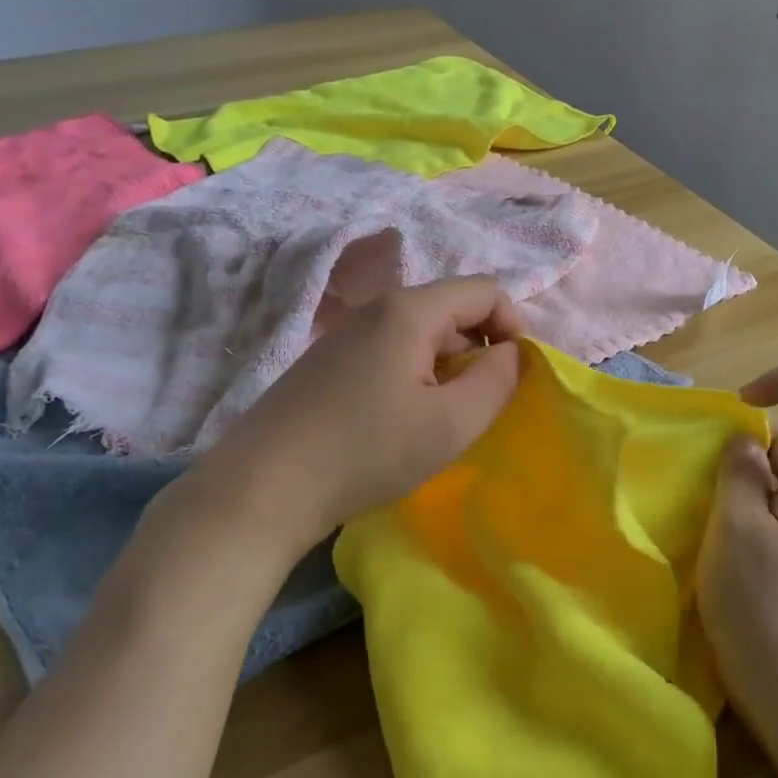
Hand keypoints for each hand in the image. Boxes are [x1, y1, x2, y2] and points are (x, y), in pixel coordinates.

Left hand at [136, 277, 524, 595]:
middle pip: (452, 310)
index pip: (485, 290)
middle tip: (480, 407)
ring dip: (448, 369)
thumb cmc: (367, 451)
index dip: (513, 326)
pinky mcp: (327, 363)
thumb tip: (513, 353)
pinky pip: (391, 354)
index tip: (515, 376)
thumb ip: (498, 381)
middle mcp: (377, 309)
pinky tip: (401, 424)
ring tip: (442, 422)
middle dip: (480, 351)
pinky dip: (415, 378)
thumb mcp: (451, 423)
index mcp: (410, 310)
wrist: (262, 487)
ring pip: (421, 335)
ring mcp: (346, 335)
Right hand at [698, 367, 777, 730]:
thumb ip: (740, 474)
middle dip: (746, 445)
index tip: (741, 401)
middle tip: (702, 475)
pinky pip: (769, 519)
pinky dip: (739, 516)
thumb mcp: (738, 529)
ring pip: (776, 484)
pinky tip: (712, 544)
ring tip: (699, 510)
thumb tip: (746, 443)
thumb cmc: (767, 608)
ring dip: (736, 484)